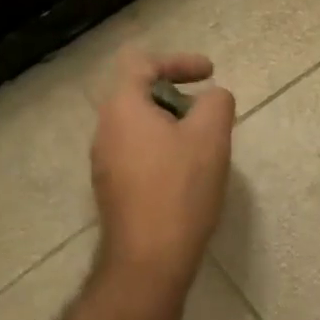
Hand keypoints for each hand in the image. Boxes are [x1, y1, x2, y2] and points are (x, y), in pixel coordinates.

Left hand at [91, 50, 235, 289]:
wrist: (149, 258)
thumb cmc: (180, 189)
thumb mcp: (211, 137)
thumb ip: (216, 103)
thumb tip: (214, 97)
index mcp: (122, 107)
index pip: (142, 62)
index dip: (179, 60)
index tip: (209, 73)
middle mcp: (104, 129)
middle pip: (137, 92)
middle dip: (177, 94)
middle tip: (207, 111)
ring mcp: (103, 161)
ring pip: (138, 125)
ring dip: (170, 123)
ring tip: (203, 142)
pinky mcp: (111, 188)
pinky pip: (136, 151)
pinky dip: (162, 147)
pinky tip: (186, 172)